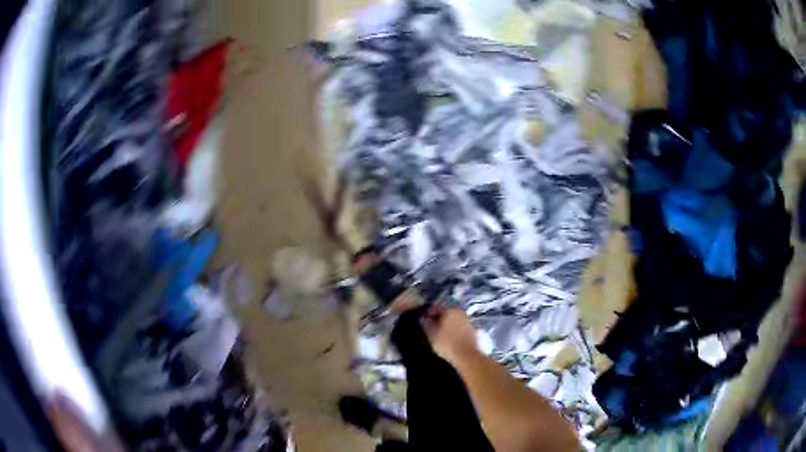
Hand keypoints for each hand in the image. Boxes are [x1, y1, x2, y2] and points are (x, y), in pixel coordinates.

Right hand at [421, 306, 478, 363]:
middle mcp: (461, 312)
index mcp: (450, 310)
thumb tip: (423, 318)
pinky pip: (461, 326)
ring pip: (455, 319)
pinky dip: (455, 329)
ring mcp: (469, 321)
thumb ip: (427, 324)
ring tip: (440, 332)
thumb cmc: (447, 344)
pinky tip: (450, 337)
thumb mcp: (432, 335)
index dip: (429, 312)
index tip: (424, 318)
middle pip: (447, 312)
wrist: (467, 356)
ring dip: (448, 323)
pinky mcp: (473, 330)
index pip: (437, 307)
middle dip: (439, 317)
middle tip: (431, 325)